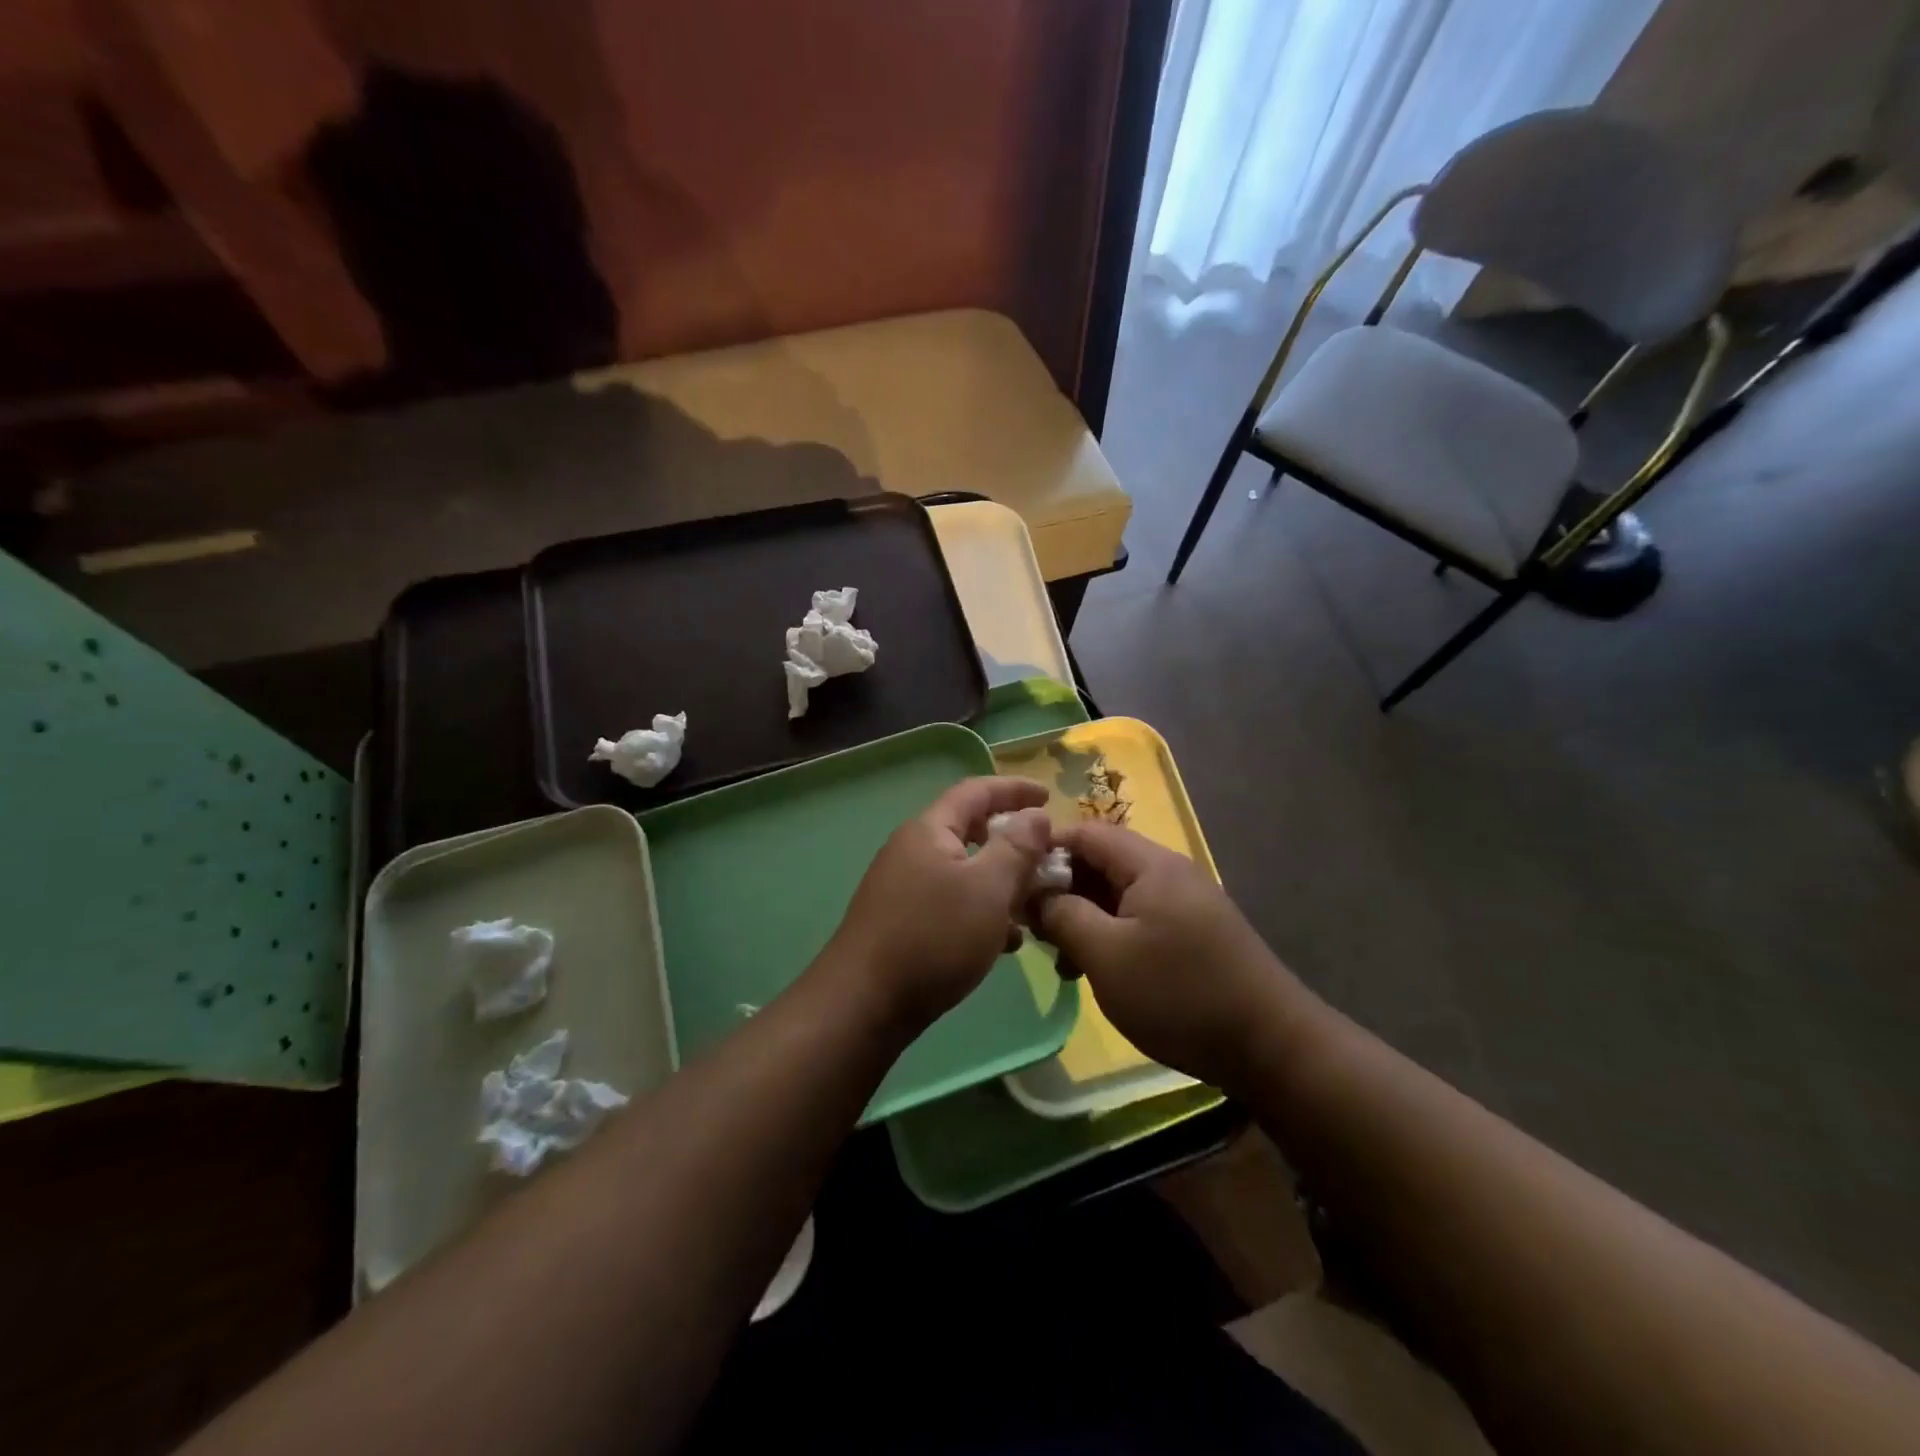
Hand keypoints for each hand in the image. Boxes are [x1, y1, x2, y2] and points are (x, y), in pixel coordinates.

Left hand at [826, 777, 1053, 1028]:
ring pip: (964, 871)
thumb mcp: (989, 888)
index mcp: (930, 830)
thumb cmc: (934, 937)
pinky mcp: (903, 921)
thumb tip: (1036, 814)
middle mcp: (913, 850)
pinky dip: (981, 910)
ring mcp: (904, 887)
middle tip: (1046, 854)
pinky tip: (1005, 941)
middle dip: (1011, 840)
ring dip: (1000, 880)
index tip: (1048, 796)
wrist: (864, 1004)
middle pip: (969, 829)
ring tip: (1034, 902)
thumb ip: (1017, 847)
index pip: (975, 791)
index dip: (1014, 789)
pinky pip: (952, 902)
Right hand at [1035, 823, 1301, 1088]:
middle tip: (1030, 927)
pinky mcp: (1192, 933)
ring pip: (1116, 895)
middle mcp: (1168, 873)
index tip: (1012, 884)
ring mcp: (1183, 903)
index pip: (1084, 832)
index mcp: (1149, 864)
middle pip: (1100, 862)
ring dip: (1083, 917)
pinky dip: (1109, 935)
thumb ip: (1063, 915)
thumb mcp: (1107, 955)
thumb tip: (1036, 892)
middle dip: (1061, 889)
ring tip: (1058, 957)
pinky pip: (1138, 919)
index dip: (1044, 851)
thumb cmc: (1180, 994)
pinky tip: (1093, 970)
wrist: (1271, 1046)